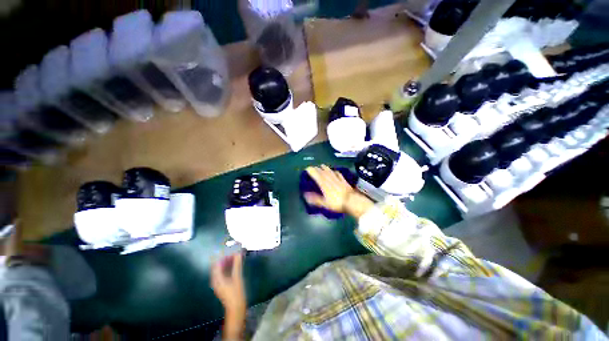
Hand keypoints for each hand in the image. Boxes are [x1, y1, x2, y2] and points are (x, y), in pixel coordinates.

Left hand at [211, 253, 245, 314]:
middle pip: (218, 265)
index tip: (227, 247)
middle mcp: (216, 280)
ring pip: (221, 269)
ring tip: (236, 254)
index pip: (216, 263)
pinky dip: (229, 266)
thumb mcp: (237, 277)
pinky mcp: (223, 284)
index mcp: (217, 278)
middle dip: (225, 257)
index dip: (221, 254)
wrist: (236, 308)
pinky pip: (224, 272)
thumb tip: (238, 253)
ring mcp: (219, 282)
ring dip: (228, 261)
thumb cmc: (236, 293)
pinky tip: (235, 263)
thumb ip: (237, 265)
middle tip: (233, 249)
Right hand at [305, 165, 373, 218]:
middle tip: (313, 168)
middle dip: (317, 168)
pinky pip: (338, 173)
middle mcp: (330, 179)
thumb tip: (305, 195)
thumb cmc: (337, 203)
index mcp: (324, 184)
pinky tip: (334, 170)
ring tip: (321, 166)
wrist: (352, 201)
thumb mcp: (324, 203)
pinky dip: (334, 171)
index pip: (316, 174)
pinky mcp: (343, 180)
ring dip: (325, 168)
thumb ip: (315, 199)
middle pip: (322, 171)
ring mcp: (337, 179)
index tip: (307, 169)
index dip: (311, 170)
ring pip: (330, 171)